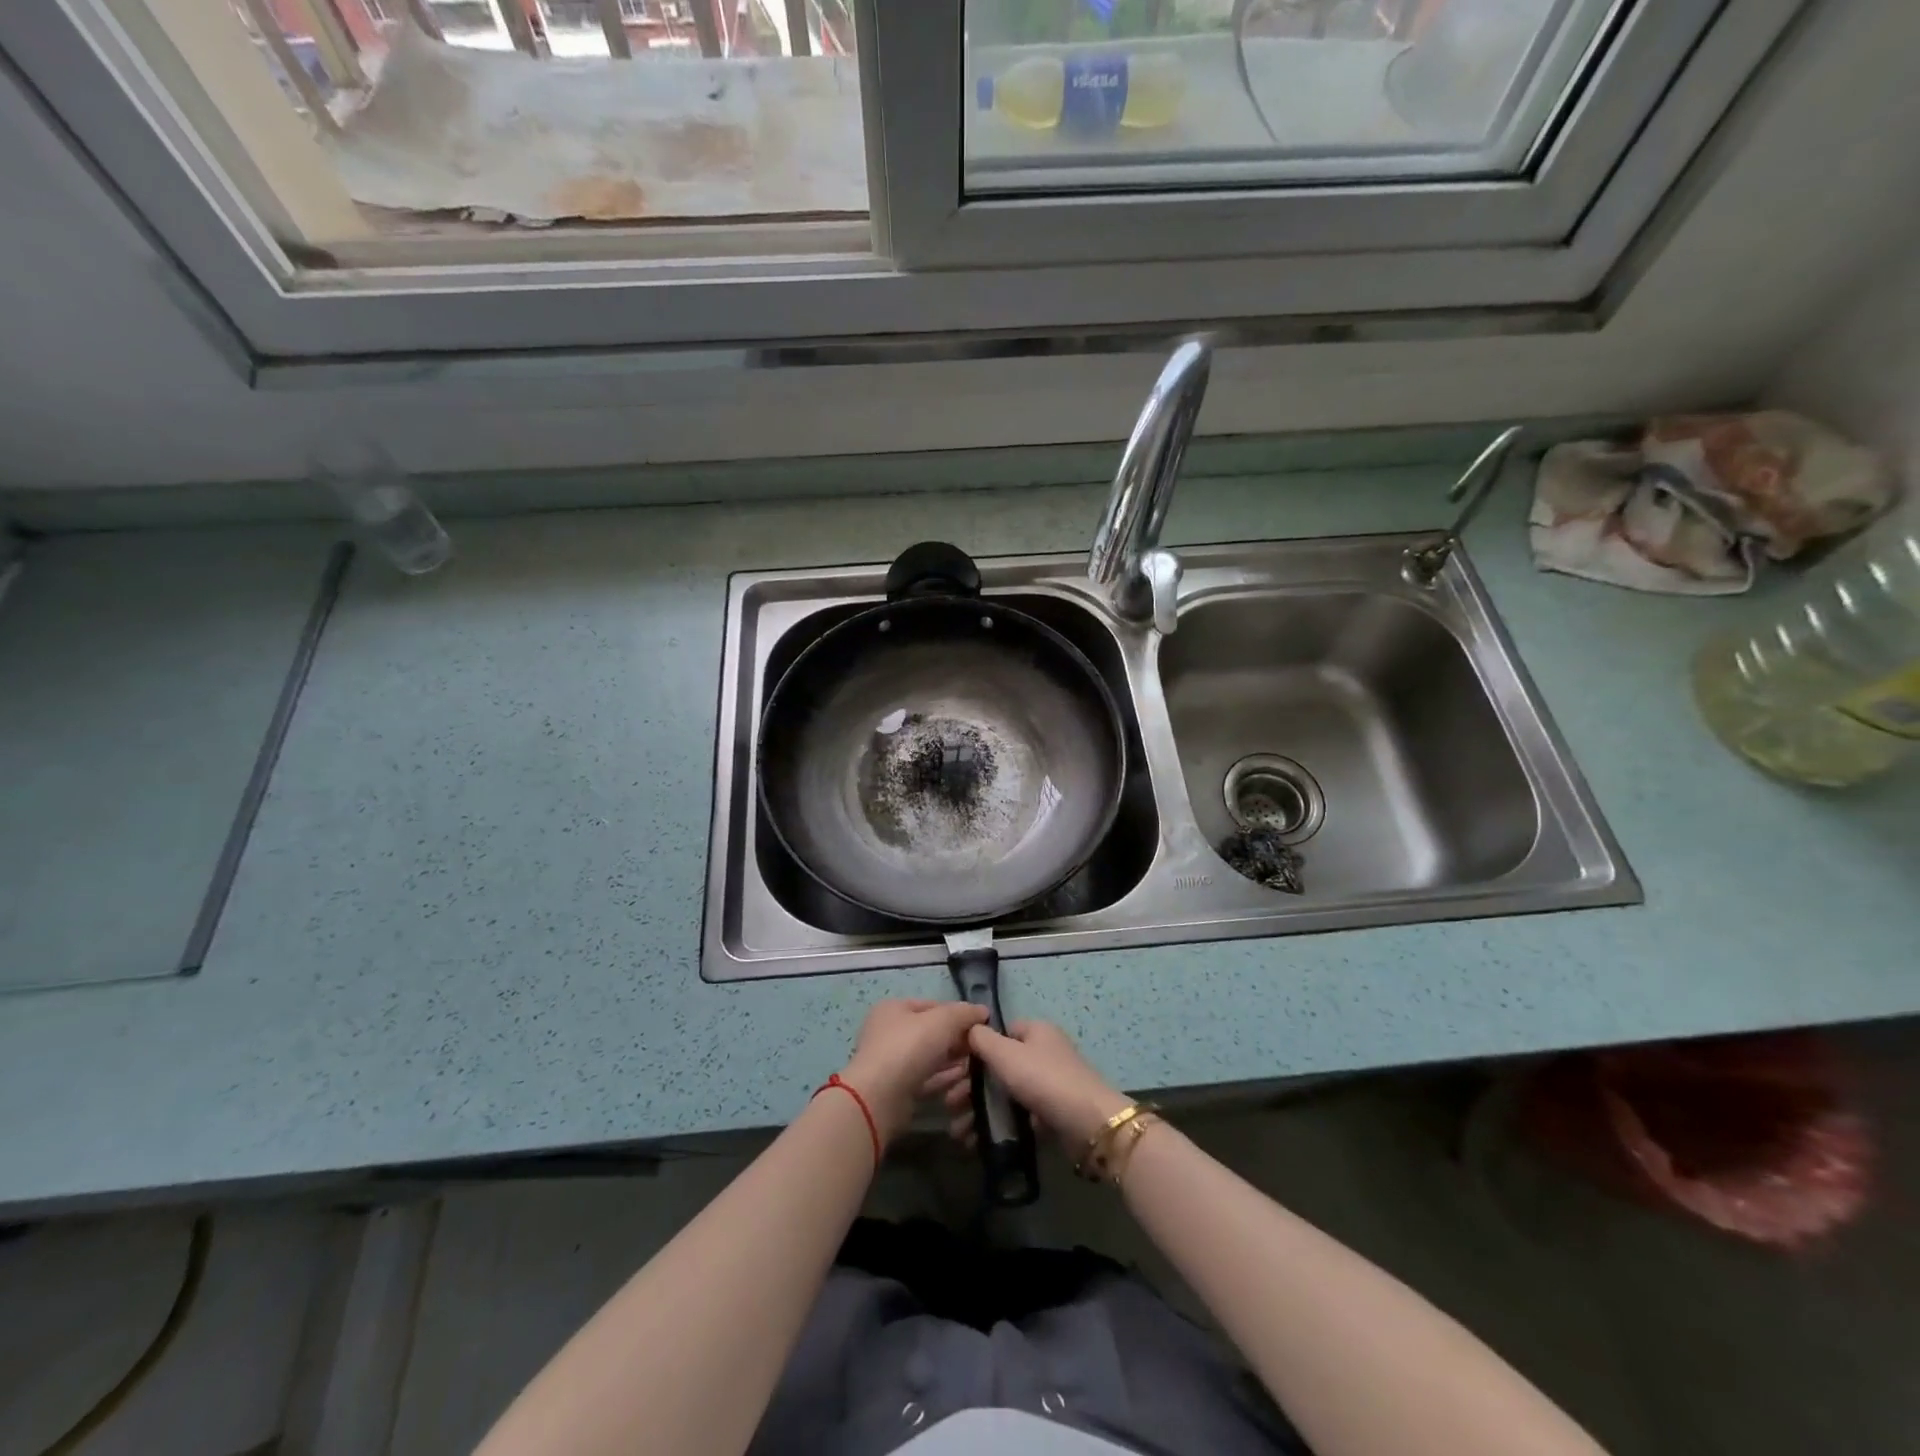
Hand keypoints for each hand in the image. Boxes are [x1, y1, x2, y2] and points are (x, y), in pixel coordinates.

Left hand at [839, 999, 989, 1144]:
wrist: (880, 1098)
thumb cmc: (908, 1047)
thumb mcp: (942, 1021)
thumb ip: (964, 1013)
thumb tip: (982, 1011)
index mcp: (894, 1009)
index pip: (933, 1006)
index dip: (958, 1013)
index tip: (981, 1025)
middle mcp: (890, 1032)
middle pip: (932, 1032)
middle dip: (957, 1040)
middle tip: (980, 1048)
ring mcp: (893, 1062)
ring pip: (931, 1057)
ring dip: (954, 1061)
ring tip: (977, 1067)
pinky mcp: (898, 1089)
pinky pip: (927, 1078)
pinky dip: (945, 1078)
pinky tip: (964, 1081)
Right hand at [934, 1020, 1131, 1151]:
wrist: (1088, 1124)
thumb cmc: (1044, 1079)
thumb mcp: (1006, 1054)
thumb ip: (983, 1040)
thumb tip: (969, 1029)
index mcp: (1036, 1031)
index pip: (1000, 1032)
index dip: (976, 1048)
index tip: (954, 1069)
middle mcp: (1043, 1053)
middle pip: (999, 1066)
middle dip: (971, 1087)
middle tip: (949, 1106)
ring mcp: (1048, 1084)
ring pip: (1005, 1094)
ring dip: (980, 1110)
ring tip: (958, 1131)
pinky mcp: (1051, 1113)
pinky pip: (1017, 1116)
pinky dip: (998, 1126)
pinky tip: (977, 1141)